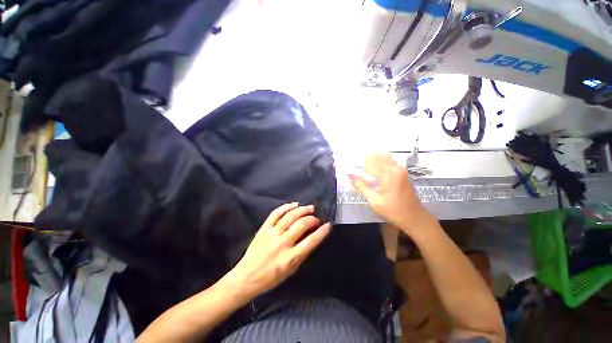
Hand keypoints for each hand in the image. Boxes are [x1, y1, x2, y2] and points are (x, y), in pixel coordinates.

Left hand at [225, 203, 330, 298]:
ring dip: (302, 210)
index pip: (311, 241)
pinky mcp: (263, 229)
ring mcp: (271, 234)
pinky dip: (286, 207)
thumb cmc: (271, 278)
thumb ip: (302, 254)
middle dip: (312, 219)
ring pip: (289, 217)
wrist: (246, 277)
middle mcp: (282, 244)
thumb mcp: (291, 271)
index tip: (328, 224)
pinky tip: (294, 205)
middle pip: (301, 225)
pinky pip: (275, 214)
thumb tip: (312, 238)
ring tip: (309, 208)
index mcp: (290, 258)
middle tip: (316, 218)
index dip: (321, 232)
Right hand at [349, 153, 430, 234]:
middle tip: (355, 163)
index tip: (350, 164)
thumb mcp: (374, 200)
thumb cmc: (393, 210)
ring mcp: (401, 169)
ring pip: (384, 157)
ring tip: (362, 165)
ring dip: (373, 159)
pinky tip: (373, 168)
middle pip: (378, 156)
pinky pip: (389, 161)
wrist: (414, 217)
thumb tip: (350, 176)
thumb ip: (361, 186)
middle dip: (365, 158)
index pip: (370, 162)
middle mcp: (396, 168)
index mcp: (389, 174)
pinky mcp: (403, 173)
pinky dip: (380, 162)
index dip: (358, 162)